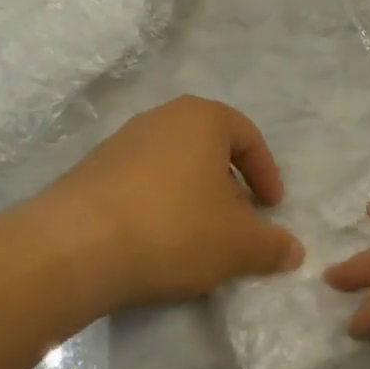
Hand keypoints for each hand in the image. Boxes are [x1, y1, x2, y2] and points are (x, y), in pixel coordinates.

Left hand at [29, 97, 303, 310]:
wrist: (75, 246)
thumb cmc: (173, 228)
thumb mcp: (237, 244)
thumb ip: (271, 245)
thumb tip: (294, 251)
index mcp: (201, 118)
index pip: (247, 135)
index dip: (266, 172)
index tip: (272, 207)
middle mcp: (160, 118)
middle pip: (207, 148)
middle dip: (228, 186)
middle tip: (238, 223)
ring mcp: (120, 142)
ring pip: (173, 165)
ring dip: (192, 197)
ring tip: (198, 238)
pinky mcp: (91, 171)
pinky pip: (140, 183)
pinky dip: (158, 206)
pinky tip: (156, 242)